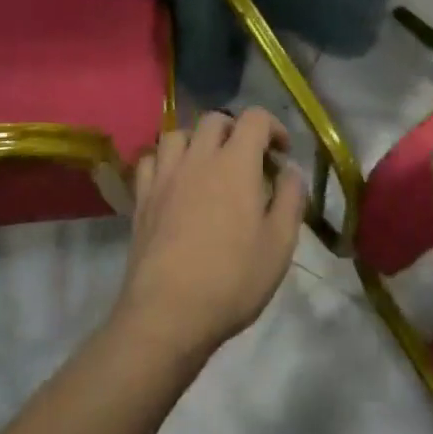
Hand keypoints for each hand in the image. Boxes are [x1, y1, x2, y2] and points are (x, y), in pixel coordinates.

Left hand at [114, 108, 305, 361]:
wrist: (167, 315)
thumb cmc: (232, 280)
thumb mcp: (280, 243)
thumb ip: (290, 198)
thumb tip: (290, 170)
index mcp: (236, 163)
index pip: (255, 118)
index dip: (273, 127)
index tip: (281, 154)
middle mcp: (199, 158)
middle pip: (215, 119)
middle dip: (236, 130)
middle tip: (247, 159)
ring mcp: (165, 176)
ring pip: (178, 133)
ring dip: (197, 140)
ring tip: (207, 165)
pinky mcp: (142, 198)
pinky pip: (150, 160)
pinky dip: (165, 161)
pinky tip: (174, 181)